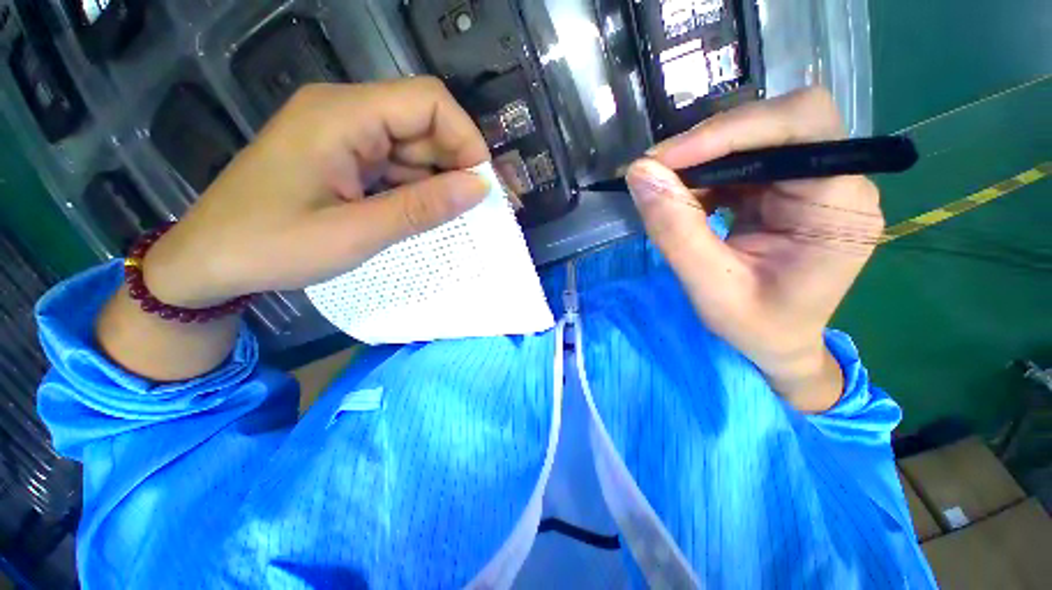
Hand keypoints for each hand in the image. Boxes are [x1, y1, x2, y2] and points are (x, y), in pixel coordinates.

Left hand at [98, 78, 490, 381]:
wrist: (208, 262)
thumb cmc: (272, 247)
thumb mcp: (356, 232)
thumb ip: (422, 208)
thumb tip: (479, 188)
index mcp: (342, 115)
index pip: (428, 102)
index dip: (466, 139)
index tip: (482, 185)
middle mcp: (345, 113)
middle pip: (423, 122)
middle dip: (458, 163)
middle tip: (478, 208)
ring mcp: (344, 135)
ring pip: (413, 146)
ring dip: (440, 179)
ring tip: (458, 217)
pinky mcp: (343, 158)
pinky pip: (396, 165)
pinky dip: (418, 188)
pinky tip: (427, 213)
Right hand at [625, 88, 883, 412]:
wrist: (775, 343)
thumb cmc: (757, 327)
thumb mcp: (711, 289)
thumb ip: (676, 232)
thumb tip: (641, 174)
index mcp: (840, 206)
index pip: (802, 126)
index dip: (731, 129)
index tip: (664, 160)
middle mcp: (835, 181)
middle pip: (775, 123)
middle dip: (709, 143)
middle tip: (655, 173)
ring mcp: (807, 183)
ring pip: (750, 140)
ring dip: (698, 162)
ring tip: (663, 195)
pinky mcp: (780, 190)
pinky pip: (736, 164)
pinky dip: (699, 178)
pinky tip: (681, 202)